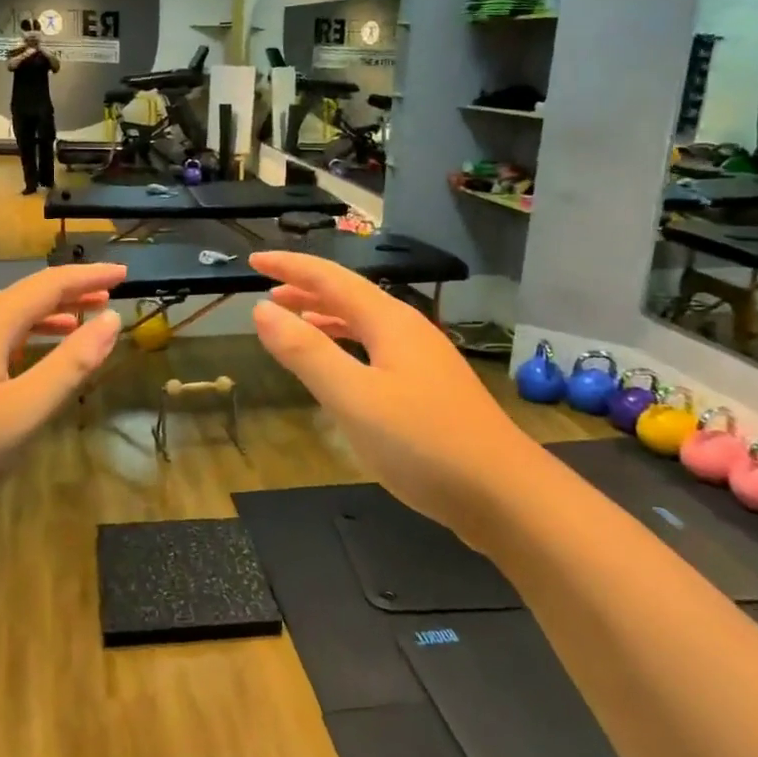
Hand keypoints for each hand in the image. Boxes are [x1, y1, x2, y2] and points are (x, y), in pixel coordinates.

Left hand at [0, 263, 125, 529]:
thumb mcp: (24, 411)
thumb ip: (70, 364)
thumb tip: (111, 320)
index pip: (49, 284)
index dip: (89, 276)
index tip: (125, 273)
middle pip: (25, 296)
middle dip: (70, 293)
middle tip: (110, 296)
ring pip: (6, 320)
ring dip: (47, 317)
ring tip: (81, 324)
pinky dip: (24, 340)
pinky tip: (30, 362)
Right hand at [249, 252, 523, 533]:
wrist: (504, 494)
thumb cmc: (422, 442)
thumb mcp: (352, 396)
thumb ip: (305, 352)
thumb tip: (262, 308)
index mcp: (388, 322)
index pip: (330, 279)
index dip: (291, 267)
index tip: (253, 262)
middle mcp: (407, 330)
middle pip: (349, 296)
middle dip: (306, 289)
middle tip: (267, 291)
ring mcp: (423, 360)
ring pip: (364, 324)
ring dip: (326, 317)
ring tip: (294, 322)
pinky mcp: (429, 389)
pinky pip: (375, 349)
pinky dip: (346, 346)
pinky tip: (340, 367)